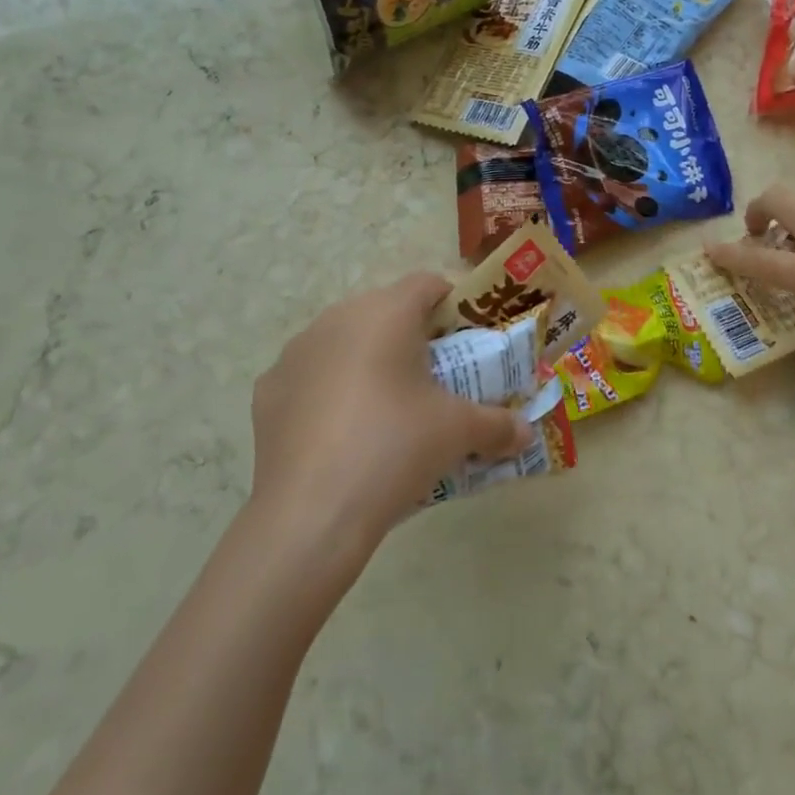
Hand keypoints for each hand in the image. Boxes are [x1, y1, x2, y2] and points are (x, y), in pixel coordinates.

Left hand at [249, 272, 535, 566]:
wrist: (312, 511)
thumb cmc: (395, 446)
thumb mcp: (458, 433)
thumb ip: (498, 425)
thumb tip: (526, 433)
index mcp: (385, 312)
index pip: (427, 284)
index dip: (452, 304)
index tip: (467, 339)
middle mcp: (337, 317)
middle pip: (384, 311)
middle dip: (411, 337)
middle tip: (433, 379)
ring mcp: (295, 352)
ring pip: (343, 341)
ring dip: (367, 361)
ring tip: (387, 409)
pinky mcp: (268, 389)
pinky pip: (310, 377)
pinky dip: (329, 392)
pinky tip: (341, 434)